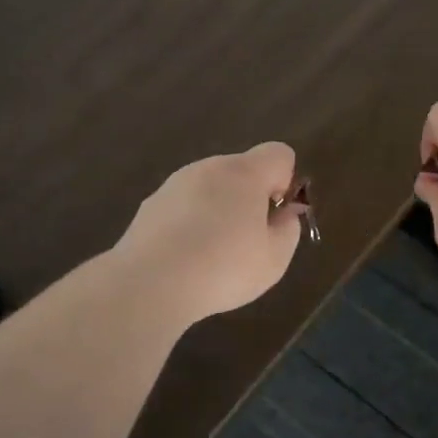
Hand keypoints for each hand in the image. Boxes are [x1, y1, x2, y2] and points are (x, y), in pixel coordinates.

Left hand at [113, 143, 304, 325]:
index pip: (278, 153)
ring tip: (212, 255)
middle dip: (250, 197)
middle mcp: (209, 168)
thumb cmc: (223, 268)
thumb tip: (284, 215)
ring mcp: (175, 183)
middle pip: (242, 170)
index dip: (285, 180)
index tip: (275, 214)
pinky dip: (190, 223)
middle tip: (248, 241)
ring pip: (210, 187)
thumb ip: (288, 229)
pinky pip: (183, 206)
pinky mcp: (150, 204)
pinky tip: (185, 258)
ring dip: (218, 210)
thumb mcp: (274, 259)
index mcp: (244, 173)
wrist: (150, 283)